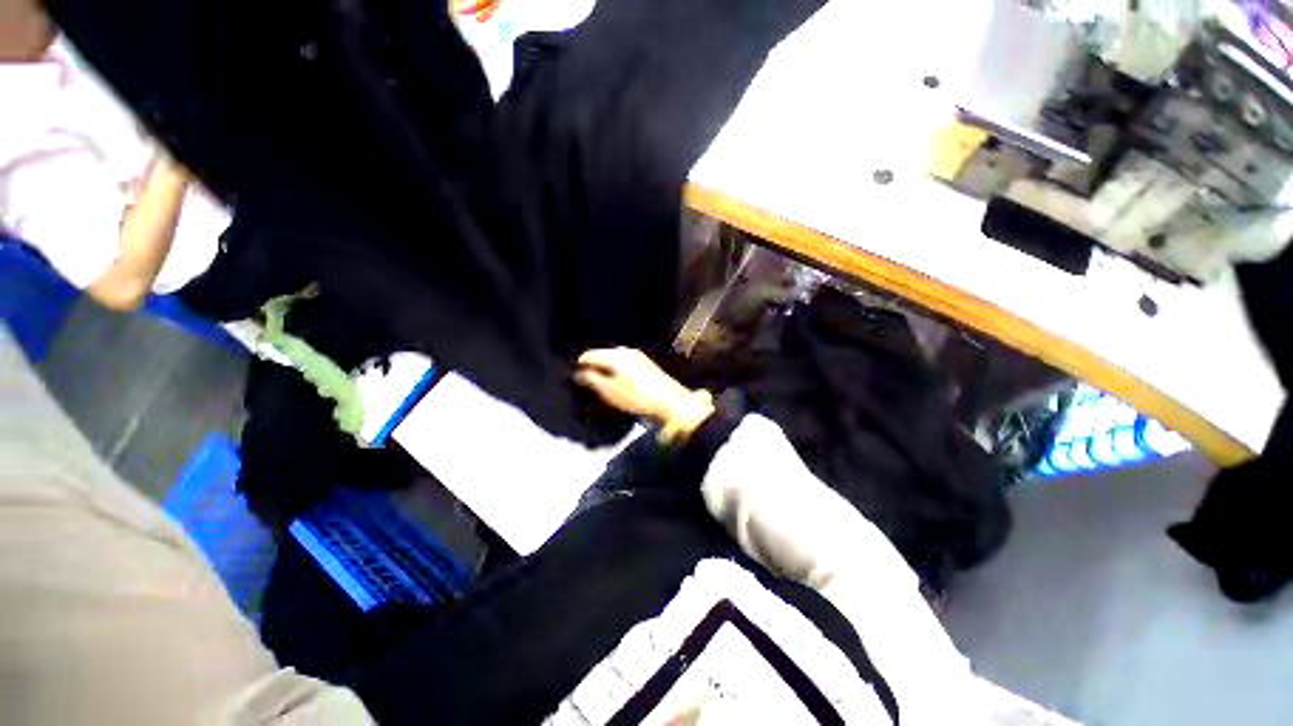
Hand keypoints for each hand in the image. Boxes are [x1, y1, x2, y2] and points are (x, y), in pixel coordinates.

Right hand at [575, 348, 714, 442]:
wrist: (670, 402)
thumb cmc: (637, 396)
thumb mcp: (610, 391)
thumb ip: (592, 379)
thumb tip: (579, 372)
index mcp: (616, 355)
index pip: (590, 354)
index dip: (579, 365)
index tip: (573, 377)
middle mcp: (627, 351)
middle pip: (603, 355)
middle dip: (593, 366)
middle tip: (585, 381)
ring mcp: (638, 357)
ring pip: (614, 360)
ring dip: (605, 369)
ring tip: (599, 384)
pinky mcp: (646, 365)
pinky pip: (624, 364)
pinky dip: (616, 371)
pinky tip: (617, 383)